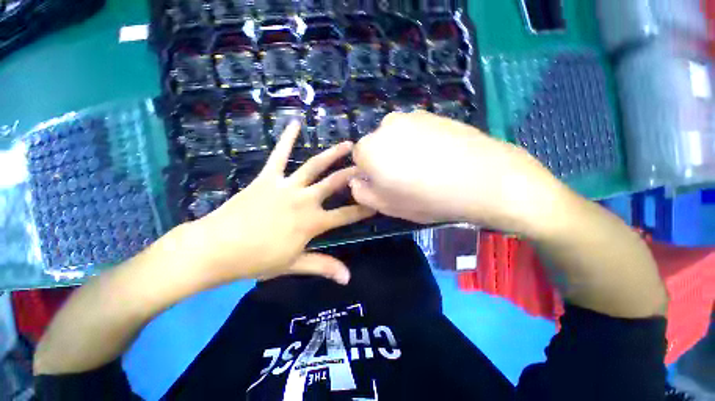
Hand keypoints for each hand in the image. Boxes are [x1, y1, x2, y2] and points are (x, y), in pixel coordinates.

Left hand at [182, 121, 375, 287]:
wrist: (217, 248)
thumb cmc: (257, 259)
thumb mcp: (294, 264)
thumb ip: (323, 267)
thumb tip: (347, 279)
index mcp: (313, 222)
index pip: (346, 215)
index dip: (363, 209)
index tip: (378, 202)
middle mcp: (305, 200)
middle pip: (335, 184)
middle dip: (354, 175)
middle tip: (368, 165)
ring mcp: (286, 186)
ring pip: (314, 166)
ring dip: (333, 154)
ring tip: (348, 144)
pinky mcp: (268, 178)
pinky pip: (279, 155)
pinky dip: (287, 138)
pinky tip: (295, 123)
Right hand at [350, 111, 573, 235]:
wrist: (484, 179)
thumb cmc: (427, 198)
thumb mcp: (386, 206)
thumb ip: (361, 193)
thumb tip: (357, 180)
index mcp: (370, 149)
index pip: (358, 159)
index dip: (370, 174)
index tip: (388, 185)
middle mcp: (386, 126)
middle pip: (377, 146)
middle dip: (385, 161)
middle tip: (408, 179)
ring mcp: (412, 116)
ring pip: (396, 138)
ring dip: (402, 151)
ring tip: (426, 168)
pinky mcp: (434, 114)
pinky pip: (416, 131)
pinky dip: (421, 143)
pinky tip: (439, 157)